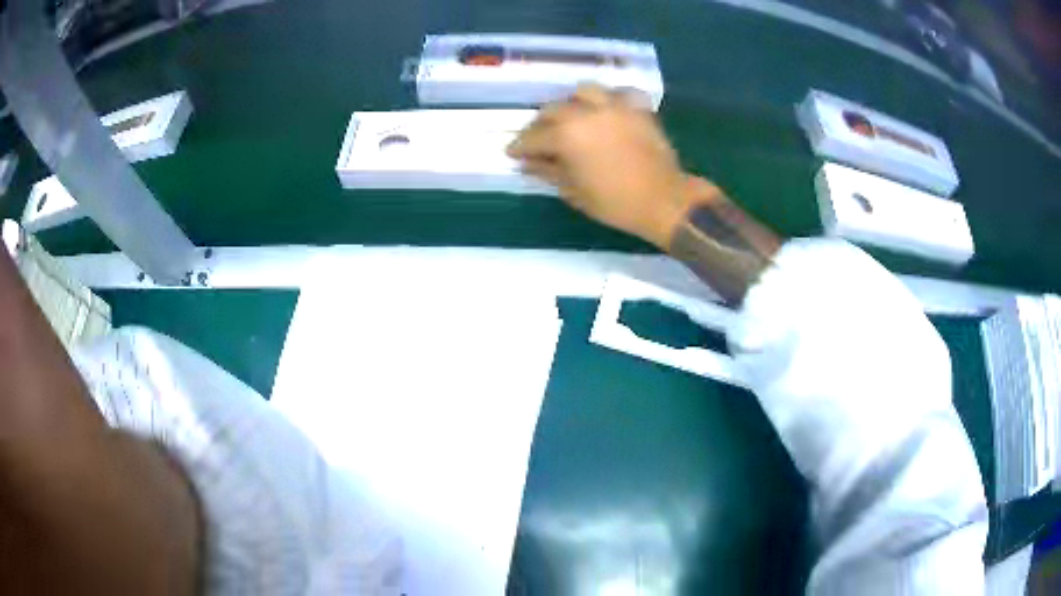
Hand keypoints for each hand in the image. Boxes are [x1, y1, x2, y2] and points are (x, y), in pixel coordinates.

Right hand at [507, 84, 720, 247]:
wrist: (664, 200)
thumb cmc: (615, 203)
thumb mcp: (575, 191)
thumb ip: (548, 171)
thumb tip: (527, 163)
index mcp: (567, 135)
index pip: (533, 137)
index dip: (520, 146)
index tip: (512, 153)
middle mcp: (587, 113)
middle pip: (554, 109)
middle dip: (541, 123)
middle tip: (539, 138)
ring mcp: (615, 106)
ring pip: (585, 91)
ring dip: (573, 102)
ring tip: (572, 116)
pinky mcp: (638, 109)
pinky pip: (620, 93)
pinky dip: (611, 99)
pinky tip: (608, 110)